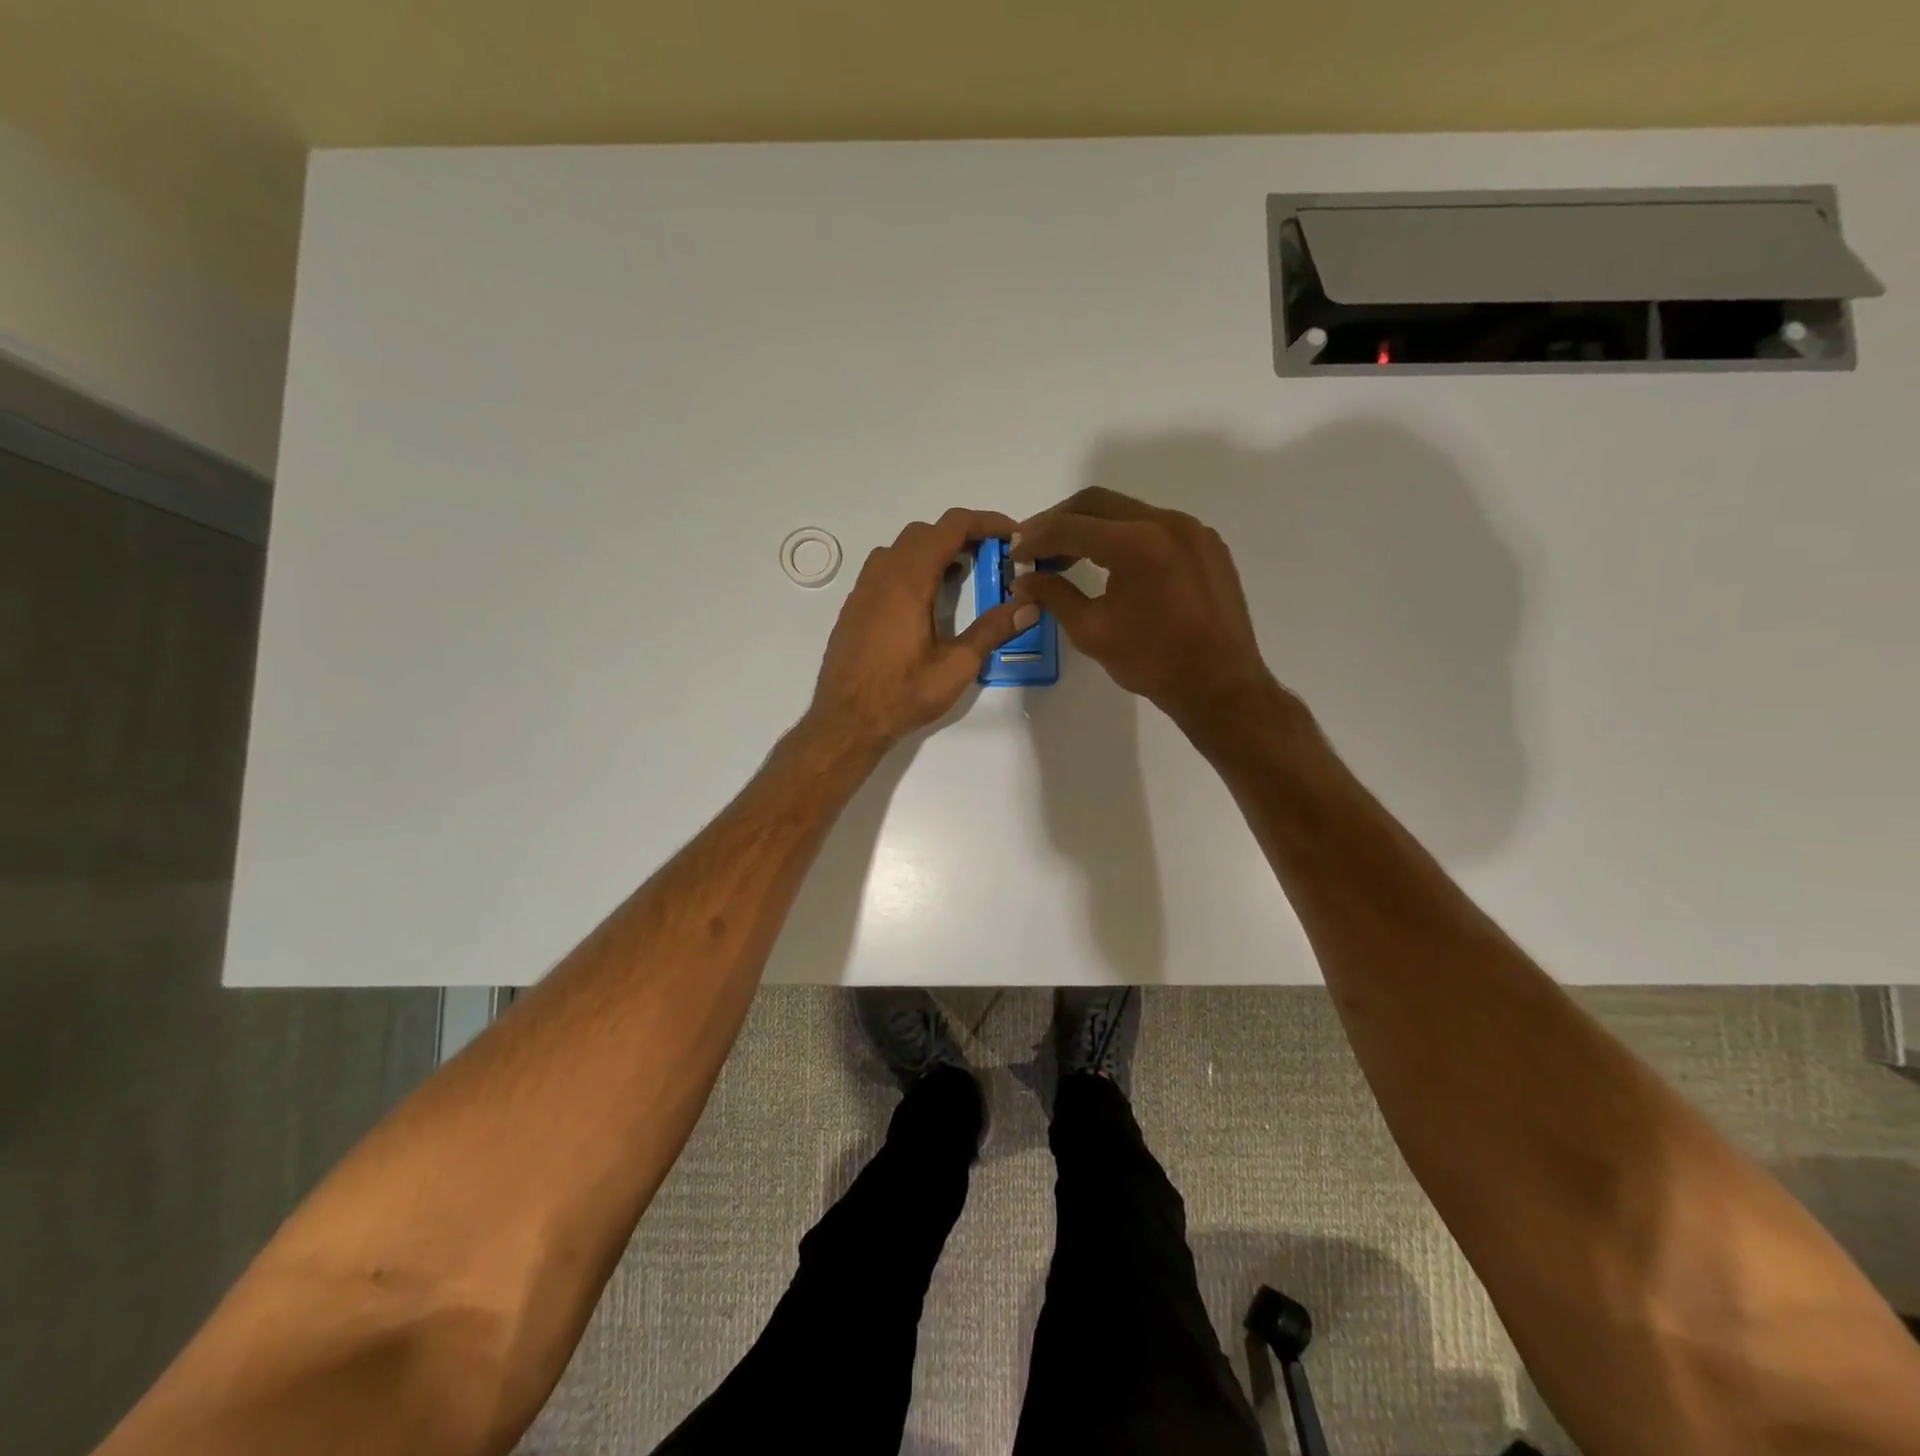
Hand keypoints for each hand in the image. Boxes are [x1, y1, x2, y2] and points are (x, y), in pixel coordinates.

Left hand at [809, 508, 1037, 748]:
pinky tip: (926, 601)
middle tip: (991, 558)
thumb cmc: (902, 695)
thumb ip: (992, 631)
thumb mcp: (956, 667)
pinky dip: (912, 567)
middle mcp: (883, 575)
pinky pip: (885, 569)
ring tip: (961, 575)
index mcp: (909, 581)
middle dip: (961, 535)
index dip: (985, 522)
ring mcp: (863, 589)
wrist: (845, 721)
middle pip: (925, 532)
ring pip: (901, 548)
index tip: (1011, 535)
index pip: (951, 527)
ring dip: (934, 550)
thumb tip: (1029, 606)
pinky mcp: (854, 607)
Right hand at [1010, 487, 1281, 731]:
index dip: (1035, 539)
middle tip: (1034, 545)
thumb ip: (1054, 595)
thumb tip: (1023, 579)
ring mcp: (1192, 530)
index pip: (1070, 527)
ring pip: (1128, 511)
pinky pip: (1156, 526)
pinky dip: (1125, 536)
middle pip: (1097, 503)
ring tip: (1067, 555)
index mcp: (1135, 544)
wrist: (1220, 685)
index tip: (1015, 555)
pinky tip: (1111, 563)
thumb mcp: (1091, 631)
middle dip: (1060, 521)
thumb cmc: (1152, 662)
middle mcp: (1166, 522)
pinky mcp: (1207, 544)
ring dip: (1092, 527)